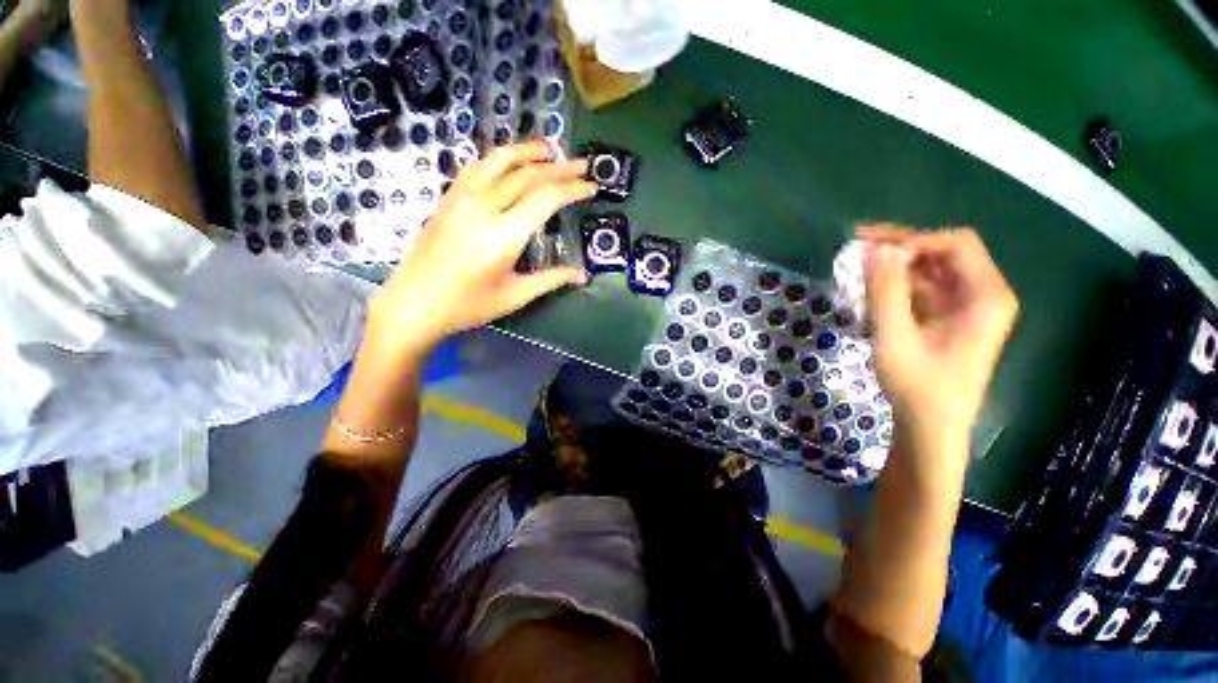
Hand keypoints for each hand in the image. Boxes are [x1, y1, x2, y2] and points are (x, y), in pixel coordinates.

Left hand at [369, 142, 595, 351]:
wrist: (414, 303)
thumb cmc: (467, 305)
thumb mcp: (515, 296)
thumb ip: (551, 280)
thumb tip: (581, 275)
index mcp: (502, 237)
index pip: (545, 199)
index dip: (572, 189)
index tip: (591, 187)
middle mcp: (482, 209)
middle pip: (527, 175)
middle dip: (560, 168)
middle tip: (582, 164)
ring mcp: (461, 198)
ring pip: (499, 160)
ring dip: (528, 151)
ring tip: (551, 148)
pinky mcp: (448, 198)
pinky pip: (477, 166)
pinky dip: (499, 157)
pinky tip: (511, 160)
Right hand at [860, 225, 1018, 460]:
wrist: (931, 427)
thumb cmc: (918, 385)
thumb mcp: (894, 336)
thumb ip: (886, 290)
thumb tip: (876, 249)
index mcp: (986, 296)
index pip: (955, 245)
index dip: (912, 240)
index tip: (870, 249)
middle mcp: (983, 295)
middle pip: (944, 254)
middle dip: (900, 248)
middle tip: (858, 246)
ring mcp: (967, 308)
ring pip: (931, 272)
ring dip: (895, 267)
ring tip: (858, 270)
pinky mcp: (950, 320)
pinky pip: (924, 290)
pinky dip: (897, 286)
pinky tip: (871, 291)